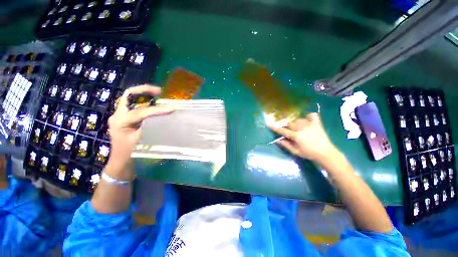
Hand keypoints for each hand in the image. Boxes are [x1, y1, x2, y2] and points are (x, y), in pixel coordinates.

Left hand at [108, 85, 172, 162]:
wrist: (121, 161)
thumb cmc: (130, 153)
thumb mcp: (141, 141)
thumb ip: (151, 127)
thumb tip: (164, 117)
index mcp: (120, 122)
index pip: (141, 112)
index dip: (157, 110)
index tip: (171, 108)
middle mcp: (118, 115)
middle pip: (128, 95)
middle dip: (143, 90)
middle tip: (159, 91)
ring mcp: (120, 115)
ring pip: (131, 99)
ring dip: (144, 95)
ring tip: (158, 95)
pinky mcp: (124, 117)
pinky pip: (134, 105)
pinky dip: (144, 102)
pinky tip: (153, 104)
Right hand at [267, 113, 337, 162]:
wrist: (326, 154)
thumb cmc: (309, 154)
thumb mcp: (295, 152)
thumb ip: (285, 145)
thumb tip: (276, 139)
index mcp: (297, 136)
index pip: (283, 131)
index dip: (275, 128)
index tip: (268, 124)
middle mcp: (303, 128)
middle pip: (290, 123)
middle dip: (286, 125)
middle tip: (286, 129)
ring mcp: (310, 124)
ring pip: (298, 120)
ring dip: (295, 123)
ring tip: (297, 128)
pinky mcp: (317, 123)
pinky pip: (312, 115)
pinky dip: (308, 116)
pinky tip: (307, 120)